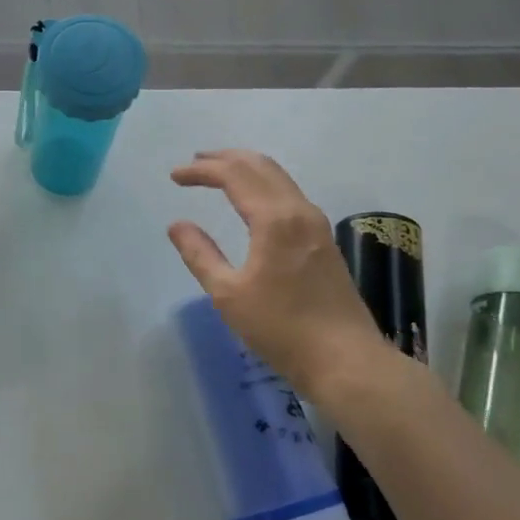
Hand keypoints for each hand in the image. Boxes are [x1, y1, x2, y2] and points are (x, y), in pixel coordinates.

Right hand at [168, 150, 415, 400]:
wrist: (345, 360)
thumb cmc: (281, 329)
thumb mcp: (228, 295)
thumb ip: (200, 255)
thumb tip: (178, 225)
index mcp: (275, 219)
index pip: (234, 175)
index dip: (202, 171)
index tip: (174, 176)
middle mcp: (299, 211)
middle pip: (260, 166)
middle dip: (225, 159)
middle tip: (195, 163)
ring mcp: (316, 224)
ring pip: (279, 178)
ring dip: (246, 169)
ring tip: (218, 174)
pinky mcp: (324, 240)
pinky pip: (288, 194)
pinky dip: (263, 185)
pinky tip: (251, 201)